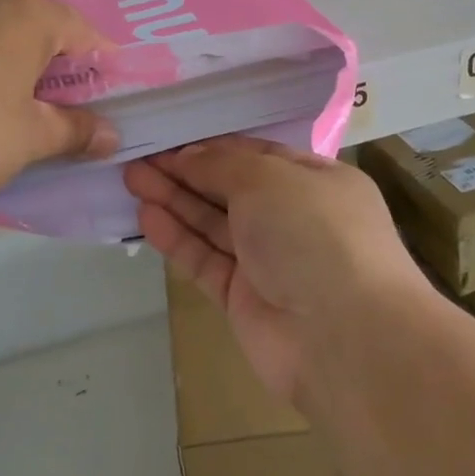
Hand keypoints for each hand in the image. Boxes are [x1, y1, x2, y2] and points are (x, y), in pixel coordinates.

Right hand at [125, 137, 433, 403]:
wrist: (343, 337)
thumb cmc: (315, 234)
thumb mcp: (269, 179)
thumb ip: (222, 165)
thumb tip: (187, 156)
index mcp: (317, 182)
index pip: (258, 155)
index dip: (213, 147)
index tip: (170, 138)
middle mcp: (294, 218)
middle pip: (230, 189)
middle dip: (186, 172)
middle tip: (138, 158)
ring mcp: (269, 261)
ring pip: (213, 224)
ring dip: (175, 201)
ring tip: (131, 179)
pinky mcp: (243, 298)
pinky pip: (205, 260)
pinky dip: (178, 239)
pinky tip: (146, 217)